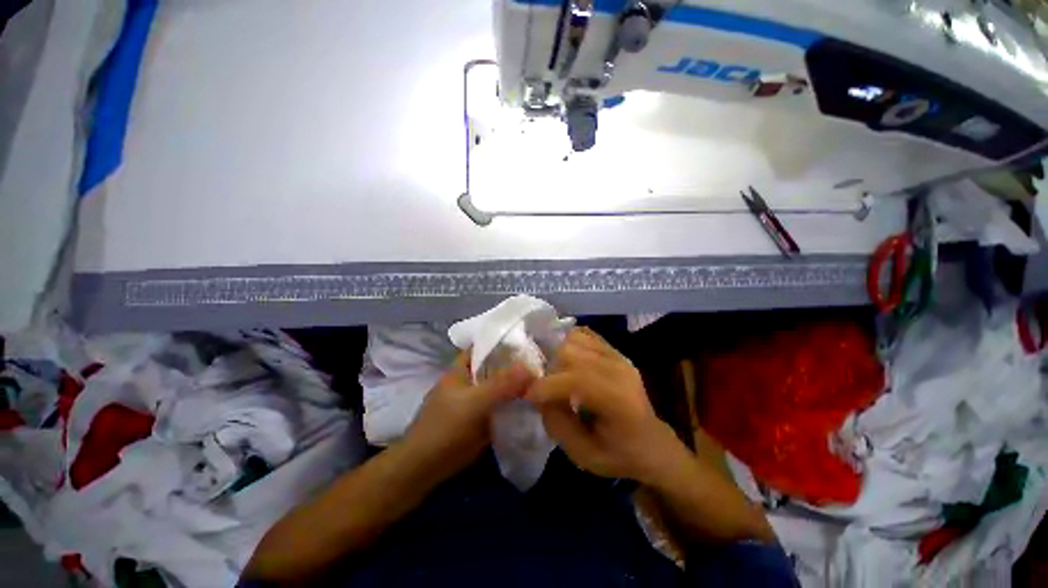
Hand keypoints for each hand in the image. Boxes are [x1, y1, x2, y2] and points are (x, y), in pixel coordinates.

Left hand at [404, 352, 533, 478]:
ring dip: (518, 387)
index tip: (528, 342)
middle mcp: (470, 382)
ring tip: (544, 381)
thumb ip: (501, 384)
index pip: (483, 347)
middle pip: (496, 368)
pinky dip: (516, 405)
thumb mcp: (474, 402)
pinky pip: (502, 407)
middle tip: (543, 364)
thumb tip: (530, 368)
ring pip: (501, 388)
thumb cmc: (445, 427)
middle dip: (516, 366)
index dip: (503, 342)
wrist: (426, 469)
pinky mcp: (482, 420)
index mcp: (461, 369)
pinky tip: (535, 404)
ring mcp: (476, 401)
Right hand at [526, 328, 683, 482]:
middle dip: (549, 370)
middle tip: (545, 388)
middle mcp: (619, 369)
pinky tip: (568, 362)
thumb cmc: (619, 455)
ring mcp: (618, 356)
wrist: (652, 444)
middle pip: (570, 352)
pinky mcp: (615, 350)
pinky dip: (569, 344)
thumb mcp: (584, 455)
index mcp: (617, 400)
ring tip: (557, 375)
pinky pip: (584, 334)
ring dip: (558, 355)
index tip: (528, 396)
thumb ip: (557, 423)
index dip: (545, 386)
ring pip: (574, 339)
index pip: (575, 380)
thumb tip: (536, 394)